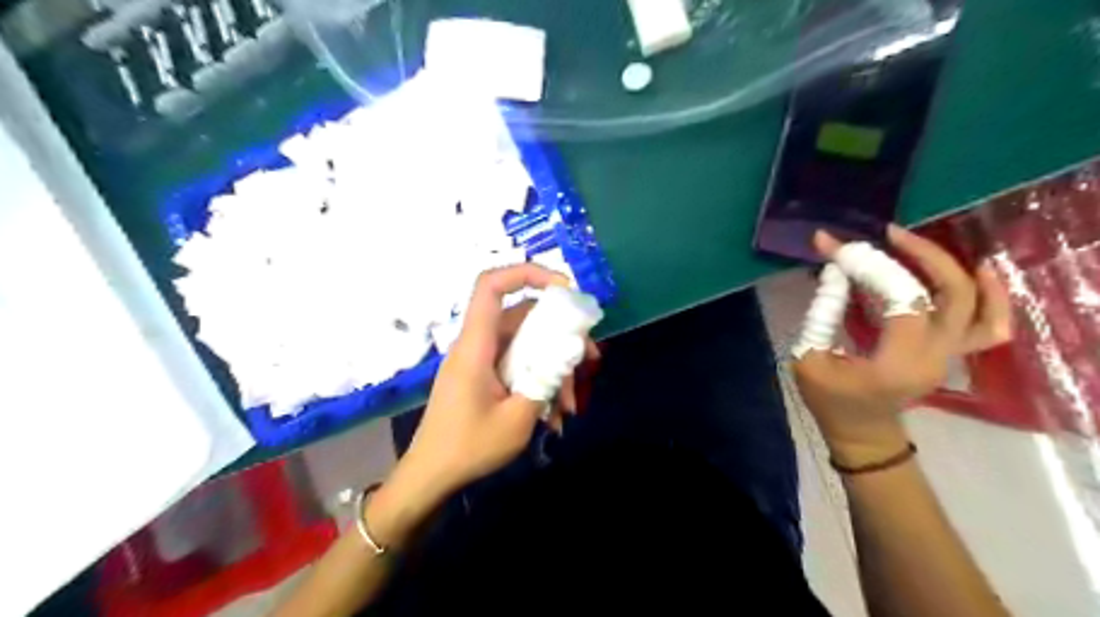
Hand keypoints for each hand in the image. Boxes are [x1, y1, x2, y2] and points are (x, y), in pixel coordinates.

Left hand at [385, 266, 596, 514]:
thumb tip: (567, 355)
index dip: (527, 273)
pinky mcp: (485, 376)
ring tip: (570, 405)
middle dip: (560, 334)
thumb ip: (545, 381)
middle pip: (522, 317)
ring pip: (526, 344)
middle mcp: (478, 344)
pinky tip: (554, 415)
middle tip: (589, 358)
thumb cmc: (468, 447)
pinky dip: (539, 381)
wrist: (431, 475)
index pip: (491, 286)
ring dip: (553, 367)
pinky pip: (518, 364)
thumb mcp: (517, 420)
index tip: (564, 289)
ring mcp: (481, 360)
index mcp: (476, 346)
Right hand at [792, 225, 1012, 464]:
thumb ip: (822, 314)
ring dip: (957, 270)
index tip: (835, 246)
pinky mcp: (951, 353)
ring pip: (982, 308)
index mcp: (897, 362)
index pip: (899, 298)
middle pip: (952, 295)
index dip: (869, 266)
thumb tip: (835, 272)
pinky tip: (974, 271)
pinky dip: (990, 296)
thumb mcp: (808, 358)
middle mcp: (935, 356)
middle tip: (887, 234)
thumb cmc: (830, 400)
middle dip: (921, 256)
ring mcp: (950, 355)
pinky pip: (990, 325)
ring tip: (926, 247)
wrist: (862, 433)